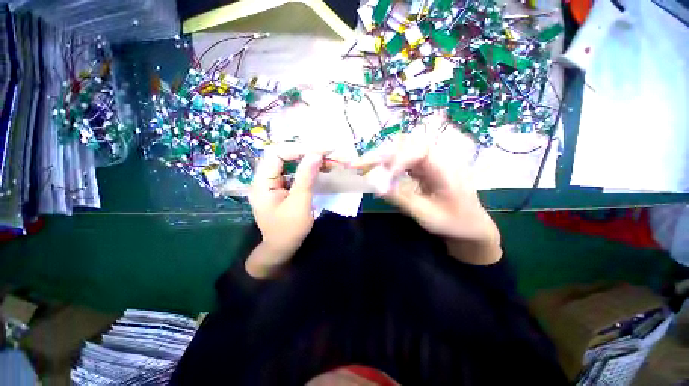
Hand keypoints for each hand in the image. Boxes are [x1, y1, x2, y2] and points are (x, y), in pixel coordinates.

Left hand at [246, 144, 323, 277]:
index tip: (319, 151)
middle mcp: (265, 179)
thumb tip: (316, 154)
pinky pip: (295, 173)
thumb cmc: (289, 229)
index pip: (276, 154)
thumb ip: (306, 178)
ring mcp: (274, 183)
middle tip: (325, 153)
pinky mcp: (283, 188)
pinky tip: (320, 169)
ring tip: (326, 159)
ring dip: (308, 160)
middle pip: (283, 156)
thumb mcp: (299, 203)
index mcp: (262, 182)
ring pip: (290, 163)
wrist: (282, 249)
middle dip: (305, 152)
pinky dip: (308, 169)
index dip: (297, 149)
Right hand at [352, 126, 501, 264]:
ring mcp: (430, 162)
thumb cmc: (454, 223)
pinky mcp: (423, 168)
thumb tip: (376, 186)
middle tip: (357, 164)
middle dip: (381, 154)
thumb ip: (401, 198)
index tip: (382, 176)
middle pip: (406, 145)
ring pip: (402, 151)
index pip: (419, 150)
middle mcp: (438, 159)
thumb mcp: (426, 215)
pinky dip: (386, 165)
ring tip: (361, 166)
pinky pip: (402, 161)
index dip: (398, 159)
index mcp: (447, 168)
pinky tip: (376, 171)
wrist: (471, 227)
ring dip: (380, 158)